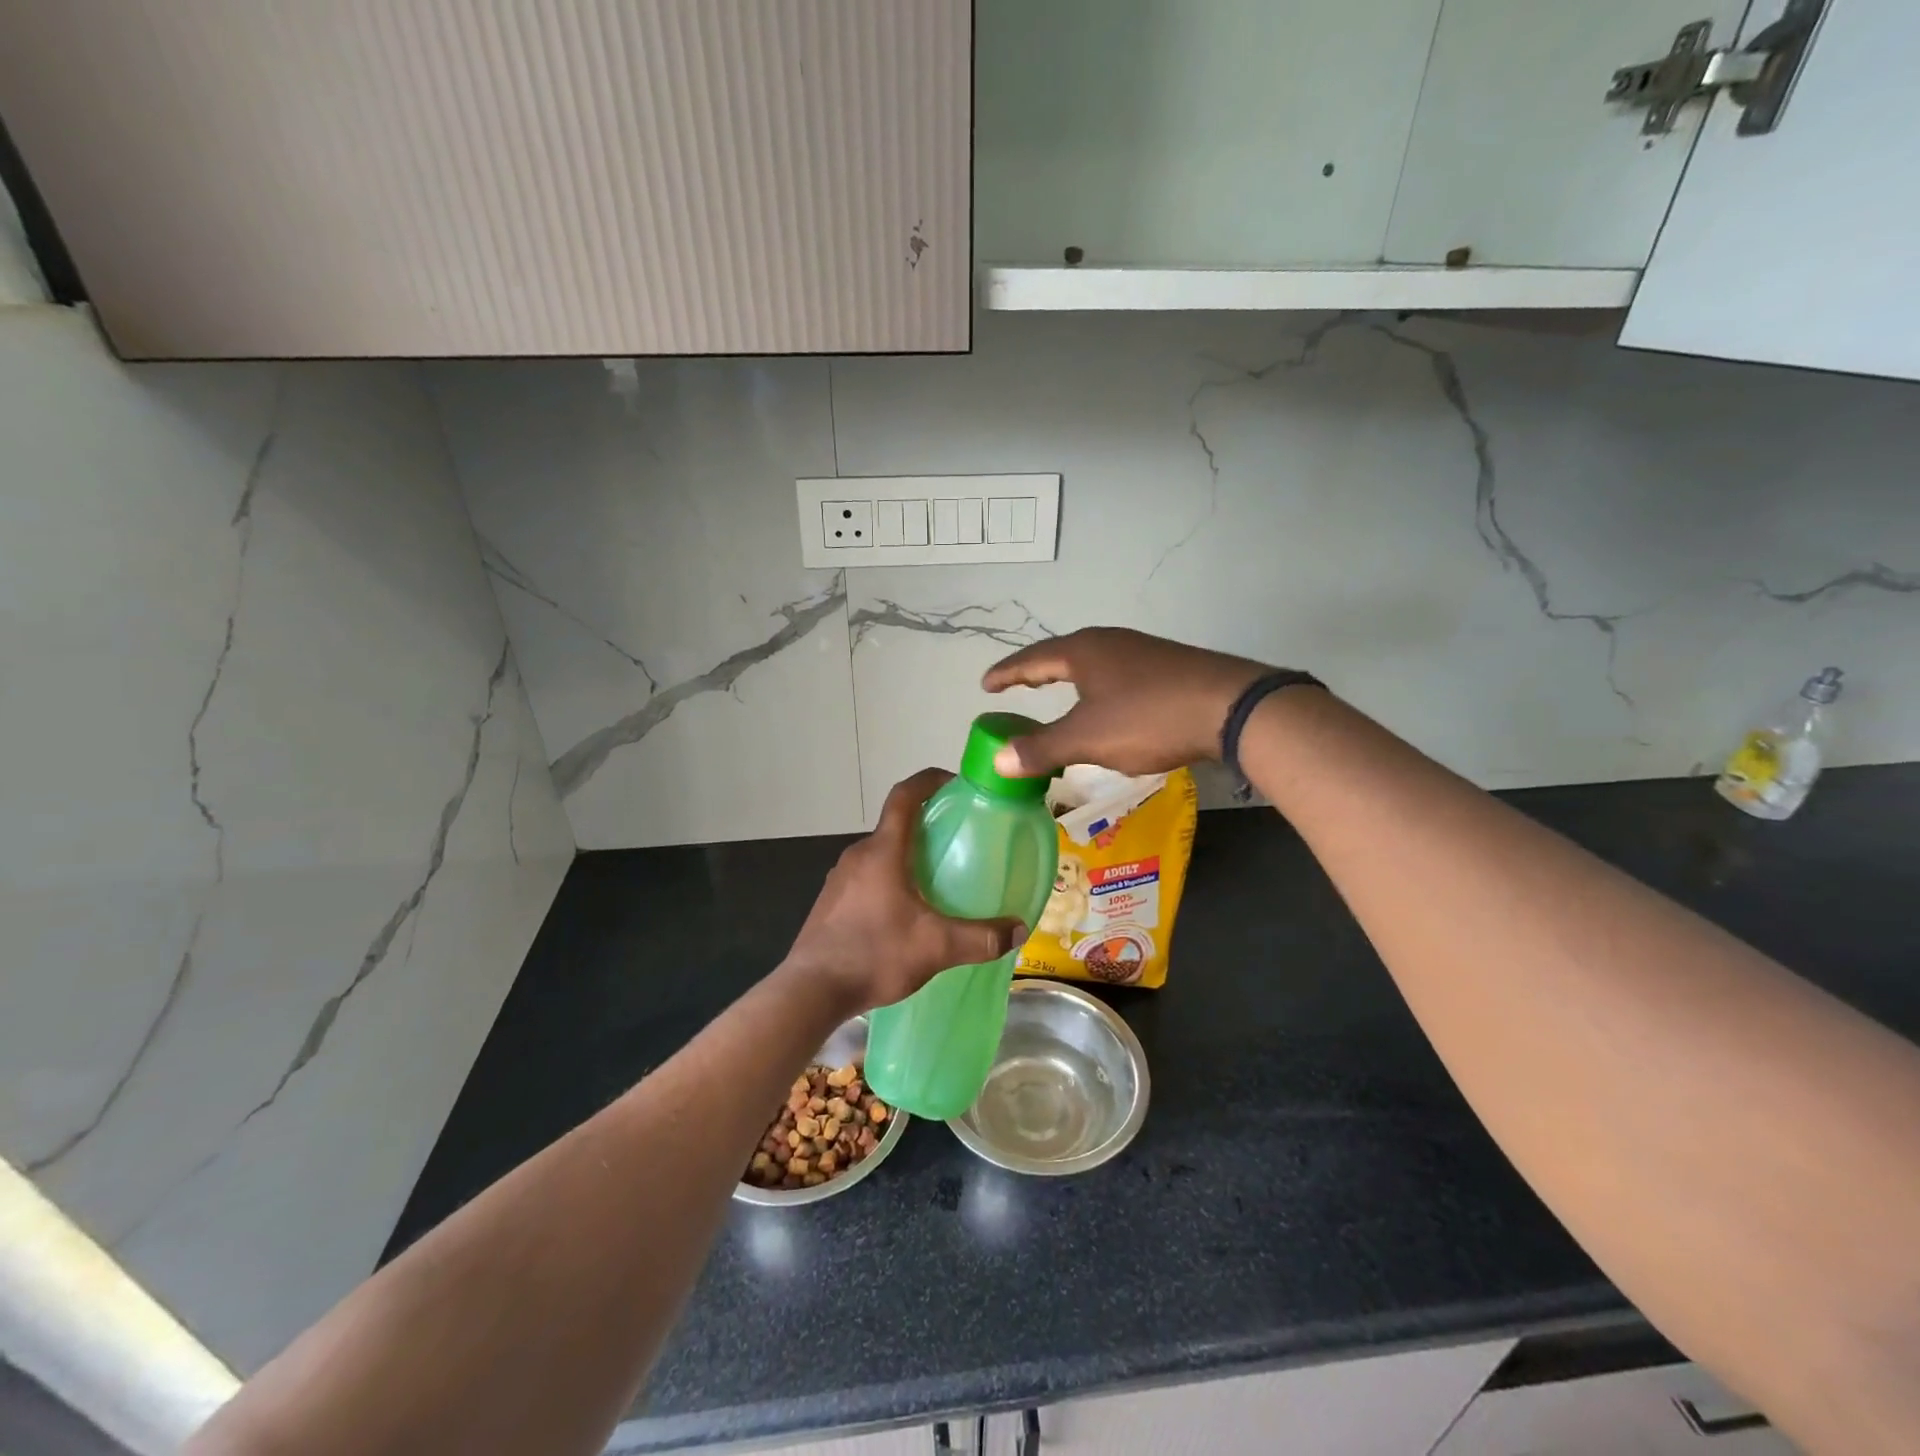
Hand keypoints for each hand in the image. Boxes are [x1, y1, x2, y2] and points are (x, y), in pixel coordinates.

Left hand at [786, 769, 1027, 1011]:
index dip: (929, 780)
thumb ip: (980, 938)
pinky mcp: (832, 901)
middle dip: (927, 824)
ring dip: (907, 854)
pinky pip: (867, 875)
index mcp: (882, 851)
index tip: (955, 782)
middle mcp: (858, 855)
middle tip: (959, 838)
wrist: (811, 990)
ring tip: (938, 876)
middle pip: (895, 824)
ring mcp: (840, 877)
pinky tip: (906, 910)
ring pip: (881, 852)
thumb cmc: (873, 954)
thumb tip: (1018, 929)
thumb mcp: (935, 947)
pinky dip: (890, 877)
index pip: (904, 796)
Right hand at [983, 628, 1276, 777]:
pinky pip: (1116, 672)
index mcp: (1082, 651)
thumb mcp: (1087, 738)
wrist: (1230, 706)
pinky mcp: (1167, 665)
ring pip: (1092, 662)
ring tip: (1056, 692)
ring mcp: (1141, 650)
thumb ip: (1041, 748)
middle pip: (1061, 654)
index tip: (986, 685)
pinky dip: (1096, 687)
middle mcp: (1109, 642)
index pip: (1031, 659)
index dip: (1006, 674)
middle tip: (1016, 685)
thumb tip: (997, 759)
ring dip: (1068, 677)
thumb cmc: (1148, 718)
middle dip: (1036, 671)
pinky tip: (1108, 703)